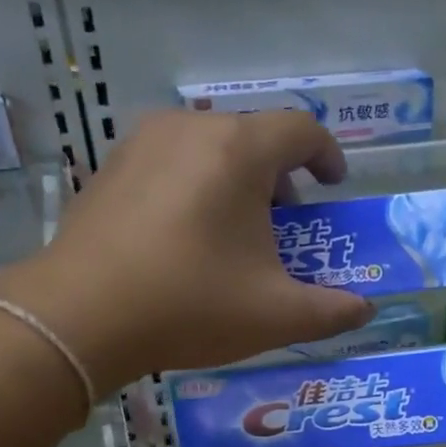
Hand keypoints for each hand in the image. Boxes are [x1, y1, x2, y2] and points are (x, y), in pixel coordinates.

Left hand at [0, 111, 372, 394]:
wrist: (80, 317)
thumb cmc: (190, 305)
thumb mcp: (276, 316)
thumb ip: (332, 311)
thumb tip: (365, 309)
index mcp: (239, 151)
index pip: (301, 129)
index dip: (328, 155)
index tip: (334, 187)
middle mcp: (191, 129)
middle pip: (253, 135)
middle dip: (282, 173)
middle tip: (289, 218)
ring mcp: (142, 143)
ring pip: (209, 145)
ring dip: (237, 178)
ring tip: (239, 228)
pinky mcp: (110, 167)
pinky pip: (170, 160)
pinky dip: (196, 184)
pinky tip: (189, 235)